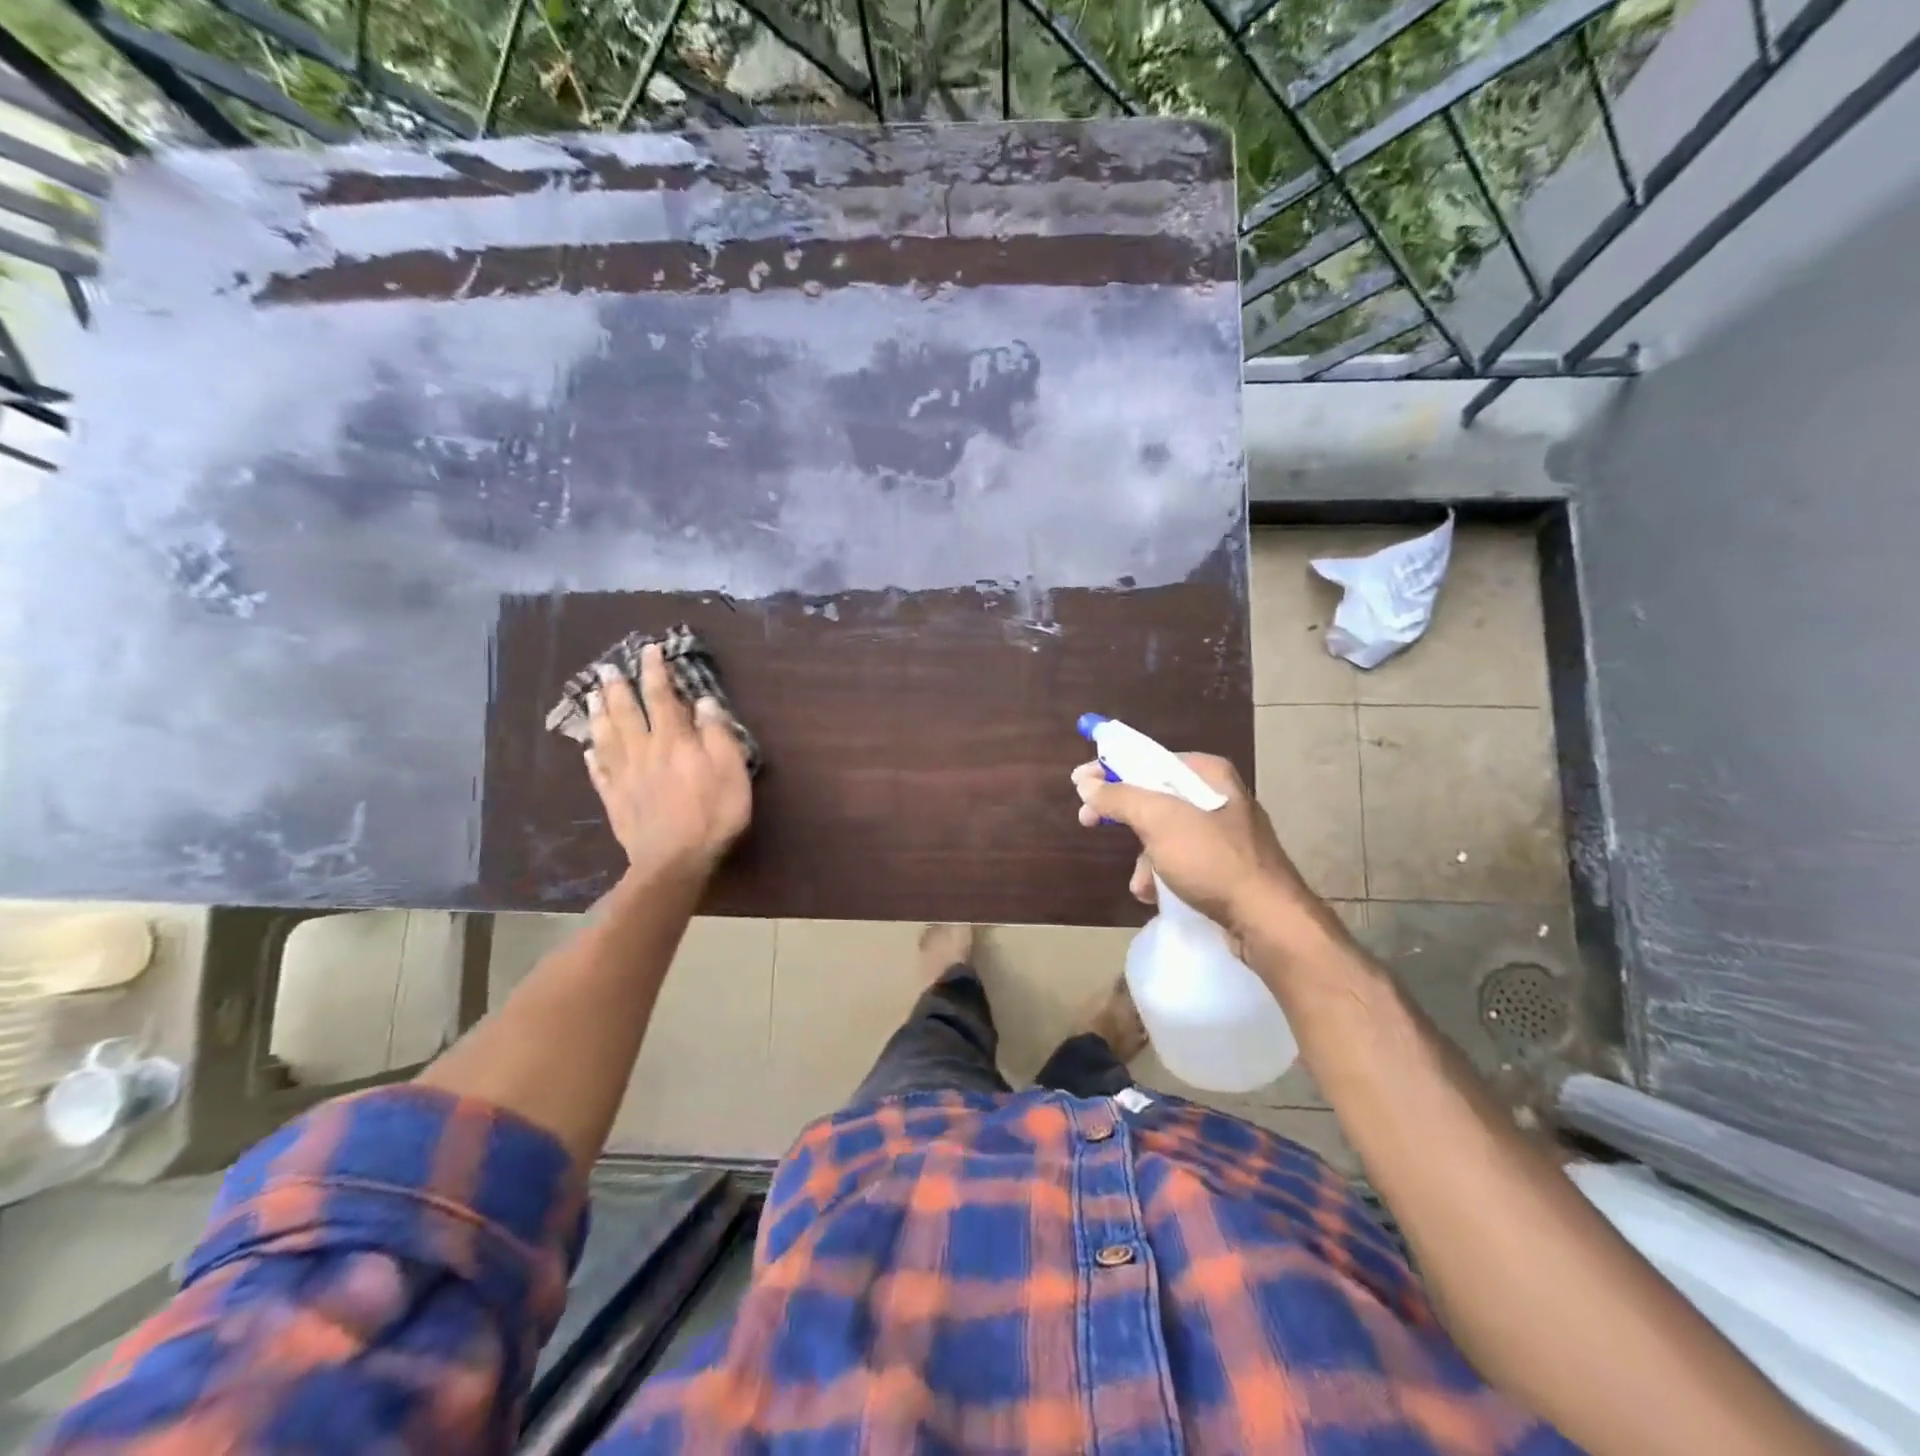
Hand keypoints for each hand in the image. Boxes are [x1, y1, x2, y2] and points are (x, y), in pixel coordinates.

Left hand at [586, 643, 751, 881]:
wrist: (674, 861)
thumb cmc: (712, 814)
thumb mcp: (731, 770)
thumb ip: (717, 734)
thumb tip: (704, 702)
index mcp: (674, 740)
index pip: (662, 697)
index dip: (656, 672)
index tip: (649, 650)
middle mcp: (644, 751)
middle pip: (627, 713)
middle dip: (618, 688)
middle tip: (607, 669)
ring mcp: (624, 776)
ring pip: (606, 737)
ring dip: (599, 715)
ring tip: (592, 697)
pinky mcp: (615, 801)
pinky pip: (599, 773)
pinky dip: (592, 758)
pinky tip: (587, 749)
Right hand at [1071, 753, 1315, 935]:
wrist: (1267, 920)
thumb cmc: (1211, 860)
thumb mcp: (1159, 821)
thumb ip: (1119, 797)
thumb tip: (1086, 783)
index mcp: (1208, 773)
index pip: (1148, 758)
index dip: (1110, 768)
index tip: (1079, 784)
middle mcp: (1217, 796)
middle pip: (1153, 795)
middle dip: (1123, 816)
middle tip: (1088, 822)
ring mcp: (1223, 833)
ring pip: (1163, 832)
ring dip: (1142, 856)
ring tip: (1140, 880)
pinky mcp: (1224, 866)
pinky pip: (1180, 860)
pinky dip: (1162, 874)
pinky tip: (1156, 894)